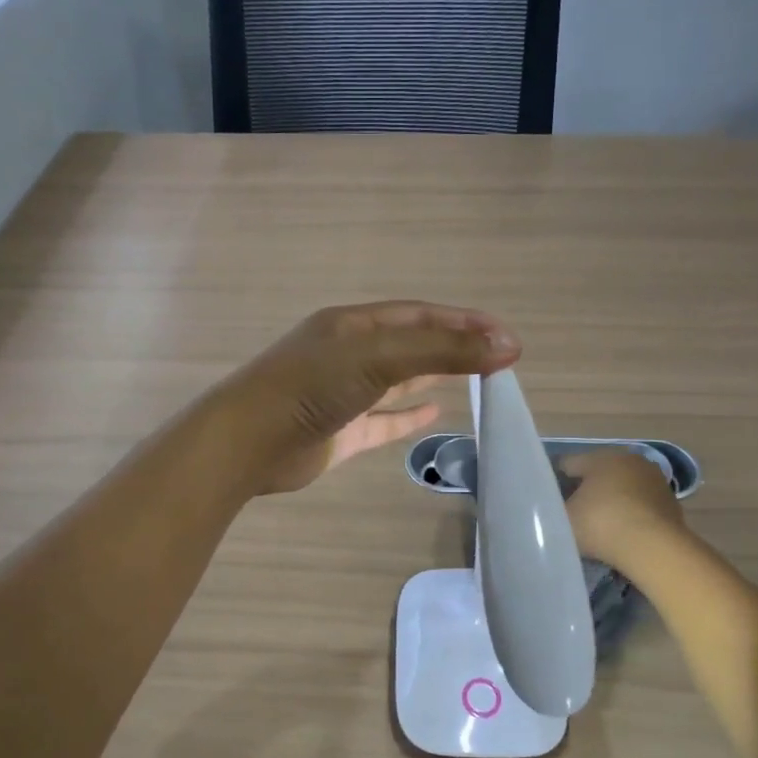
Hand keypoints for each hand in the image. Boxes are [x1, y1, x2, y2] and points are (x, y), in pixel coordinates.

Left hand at [222, 301, 520, 494]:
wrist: (250, 442)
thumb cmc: (312, 385)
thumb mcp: (381, 357)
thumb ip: (443, 350)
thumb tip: (507, 346)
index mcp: (354, 325)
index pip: (419, 315)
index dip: (463, 322)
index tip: (505, 336)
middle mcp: (349, 354)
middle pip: (411, 345)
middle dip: (453, 348)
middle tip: (499, 359)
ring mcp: (343, 394)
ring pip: (398, 382)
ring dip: (434, 378)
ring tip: (476, 381)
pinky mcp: (341, 432)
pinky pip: (383, 421)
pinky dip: (408, 417)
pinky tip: (435, 415)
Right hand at [560, 448, 686, 565]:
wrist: (654, 548)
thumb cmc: (601, 525)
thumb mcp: (563, 518)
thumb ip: (552, 508)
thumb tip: (550, 507)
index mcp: (600, 457)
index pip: (568, 464)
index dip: (555, 482)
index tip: (549, 502)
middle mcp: (629, 460)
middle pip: (598, 473)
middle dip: (585, 490)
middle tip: (573, 514)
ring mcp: (654, 480)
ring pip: (622, 487)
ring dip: (611, 501)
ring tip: (599, 527)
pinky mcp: (671, 502)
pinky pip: (641, 504)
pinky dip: (631, 514)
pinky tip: (623, 533)